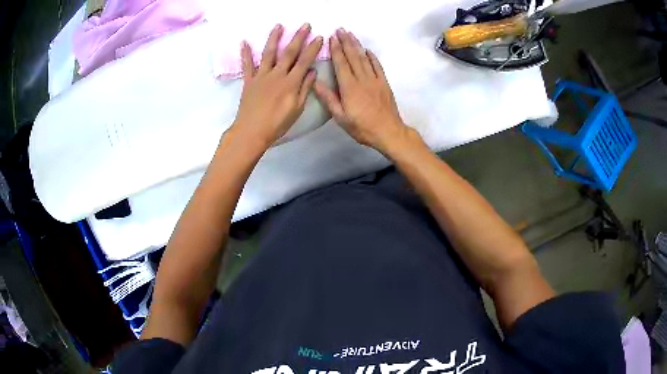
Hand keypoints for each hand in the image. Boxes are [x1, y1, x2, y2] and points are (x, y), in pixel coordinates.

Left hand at [231, 23, 322, 149]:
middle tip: (305, 25)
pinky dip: (245, 53)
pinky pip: (247, 65)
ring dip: (274, 38)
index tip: (319, 37)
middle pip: (289, 52)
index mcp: (291, 82)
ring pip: (269, 53)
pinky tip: (244, 42)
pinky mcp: (249, 81)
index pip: (305, 61)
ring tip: (278, 26)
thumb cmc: (277, 123)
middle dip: (298, 37)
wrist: (251, 131)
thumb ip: (304, 89)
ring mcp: (261, 76)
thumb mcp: (297, 108)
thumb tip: (312, 72)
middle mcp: (277, 74)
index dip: (312, 48)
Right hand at [314, 29, 412, 153]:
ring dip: (357, 45)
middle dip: (345, 41)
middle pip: (352, 56)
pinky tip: (367, 50)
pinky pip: (377, 66)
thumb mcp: (340, 117)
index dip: (335, 49)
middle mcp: (362, 79)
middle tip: (340, 29)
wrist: (388, 132)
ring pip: (364, 58)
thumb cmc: (362, 127)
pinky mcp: (384, 83)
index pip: (341, 63)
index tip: (331, 37)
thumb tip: (315, 81)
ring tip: (351, 34)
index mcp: (349, 87)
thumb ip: (328, 98)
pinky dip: (372, 57)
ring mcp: (375, 79)